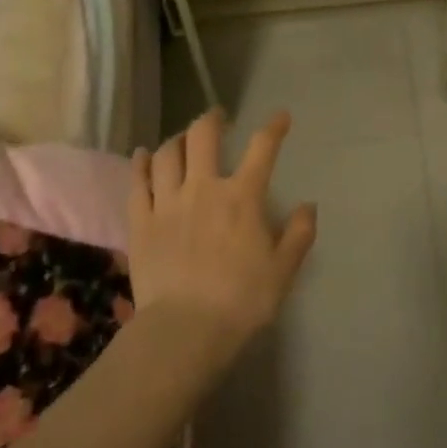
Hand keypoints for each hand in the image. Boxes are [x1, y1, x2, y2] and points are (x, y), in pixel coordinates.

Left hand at [127, 109, 316, 356]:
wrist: (184, 330)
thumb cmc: (241, 300)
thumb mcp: (283, 270)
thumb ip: (298, 234)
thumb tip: (308, 206)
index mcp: (242, 196)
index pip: (262, 148)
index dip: (274, 127)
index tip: (281, 117)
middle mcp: (204, 188)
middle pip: (203, 136)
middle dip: (212, 119)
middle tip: (218, 117)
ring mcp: (167, 203)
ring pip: (167, 154)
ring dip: (177, 139)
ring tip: (183, 139)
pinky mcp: (140, 222)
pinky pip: (137, 183)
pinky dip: (140, 164)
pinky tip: (142, 156)